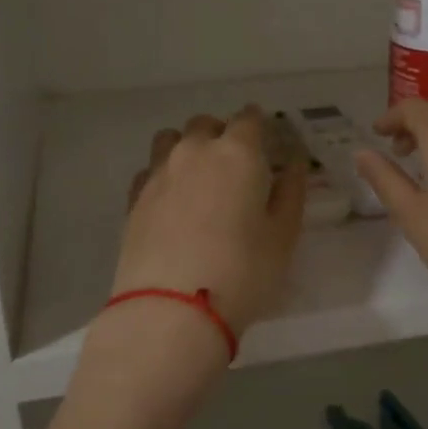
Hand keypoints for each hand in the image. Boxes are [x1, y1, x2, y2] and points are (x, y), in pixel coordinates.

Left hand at [111, 106, 306, 336]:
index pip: (249, 118)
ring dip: (187, 146)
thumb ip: (291, 191)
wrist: (171, 310)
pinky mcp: (133, 198)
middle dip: (222, 133)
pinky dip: (163, 174)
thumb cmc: (242, 272)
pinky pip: (150, 169)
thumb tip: (294, 162)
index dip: (259, 124)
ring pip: (171, 139)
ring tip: (198, 175)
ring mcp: (158, 172)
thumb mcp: (283, 235)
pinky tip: (171, 200)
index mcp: (237, 153)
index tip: (266, 139)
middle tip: (235, 162)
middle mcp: (194, 151)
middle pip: (206, 124)